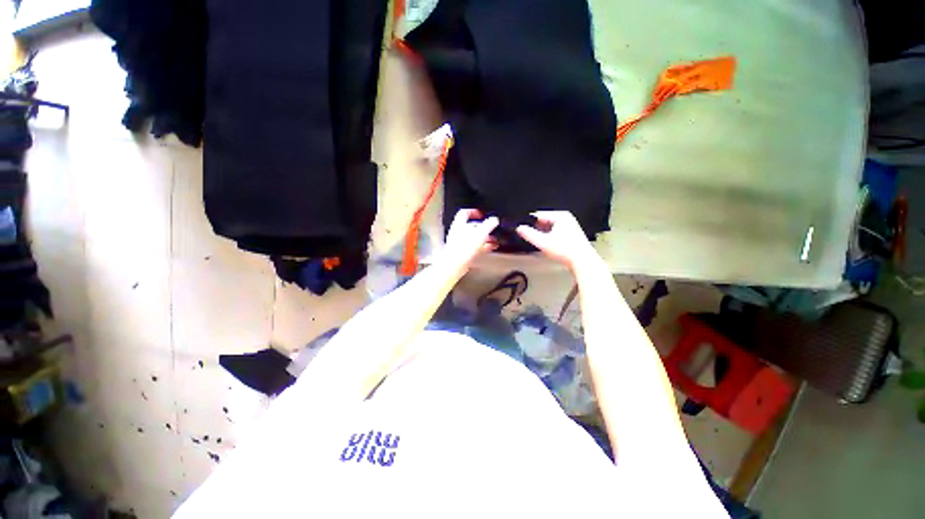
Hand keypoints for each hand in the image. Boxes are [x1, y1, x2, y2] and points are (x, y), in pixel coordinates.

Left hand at [440, 209, 498, 275]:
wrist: (454, 265)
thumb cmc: (463, 248)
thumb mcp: (480, 233)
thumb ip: (488, 225)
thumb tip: (494, 220)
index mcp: (459, 224)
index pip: (464, 213)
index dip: (473, 212)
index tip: (481, 215)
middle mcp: (458, 232)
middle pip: (471, 226)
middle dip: (483, 227)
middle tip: (492, 229)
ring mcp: (460, 243)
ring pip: (474, 237)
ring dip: (485, 238)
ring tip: (494, 240)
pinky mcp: (462, 253)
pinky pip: (474, 247)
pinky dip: (483, 246)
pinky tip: (490, 248)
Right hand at [516, 211, 598, 270]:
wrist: (583, 262)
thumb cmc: (565, 250)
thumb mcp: (543, 242)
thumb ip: (529, 234)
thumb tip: (519, 228)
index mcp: (560, 216)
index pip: (538, 215)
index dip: (528, 222)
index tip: (521, 229)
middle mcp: (566, 218)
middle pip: (544, 221)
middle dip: (536, 229)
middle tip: (528, 237)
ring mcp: (569, 226)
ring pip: (549, 227)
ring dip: (542, 234)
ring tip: (537, 242)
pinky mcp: (571, 234)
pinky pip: (555, 232)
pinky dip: (549, 237)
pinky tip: (547, 245)